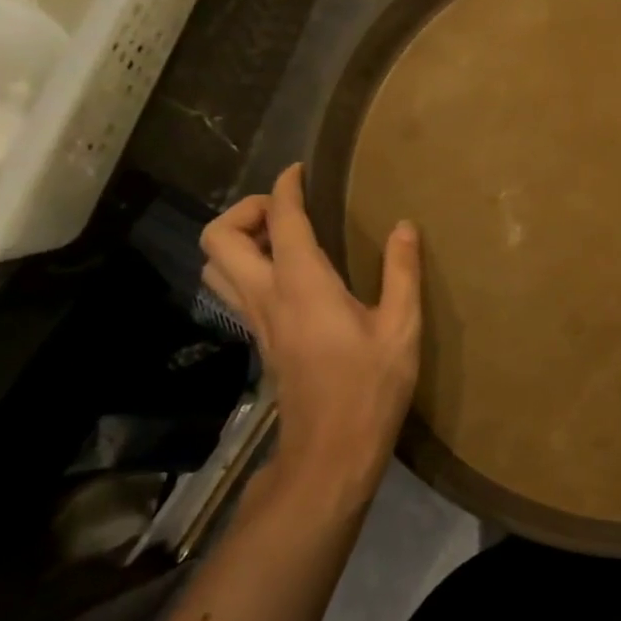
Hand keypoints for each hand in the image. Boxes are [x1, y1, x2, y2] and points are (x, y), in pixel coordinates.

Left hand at [201, 164, 421, 501]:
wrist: (331, 450)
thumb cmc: (370, 387)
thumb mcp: (401, 328)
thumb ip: (402, 272)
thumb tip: (404, 226)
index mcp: (303, 285)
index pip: (280, 220)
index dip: (285, 187)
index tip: (300, 170)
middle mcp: (267, 297)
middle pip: (219, 238)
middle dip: (246, 210)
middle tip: (287, 210)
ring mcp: (257, 321)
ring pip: (215, 266)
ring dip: (238, 240)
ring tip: (284, 239)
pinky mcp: (260, 340)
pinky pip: (233, 289)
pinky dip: (247, 266)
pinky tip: (290, 276)